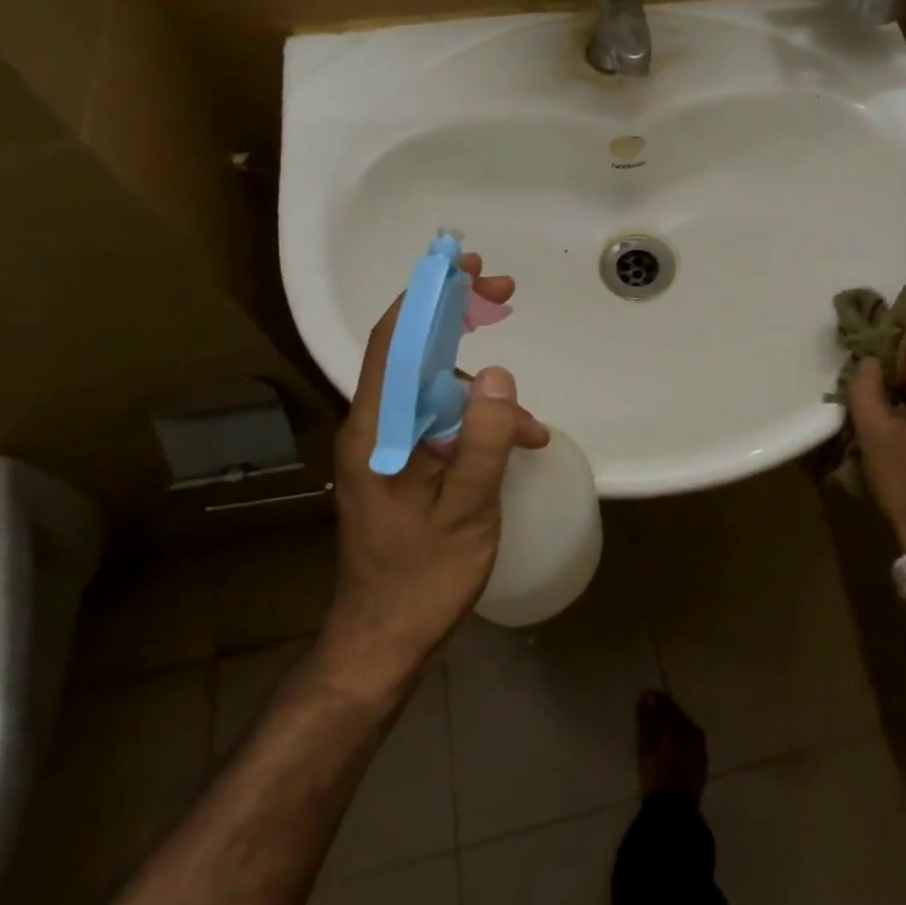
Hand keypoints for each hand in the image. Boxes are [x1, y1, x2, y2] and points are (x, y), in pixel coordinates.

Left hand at [319, 254, 549, 698]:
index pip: (394, 342)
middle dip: (455, 317)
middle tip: (501, 292)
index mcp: (378, 431)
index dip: (426, 295)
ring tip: (531, 425)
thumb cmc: (423, 577)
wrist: (383, 638)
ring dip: (481, 392)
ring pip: (434, 390)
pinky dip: (479, 423)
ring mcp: (387, 447)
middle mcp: (374, 428)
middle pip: (412, 352)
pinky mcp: (403, 465)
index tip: (463, 266)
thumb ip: (484, 441)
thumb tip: (501, 375)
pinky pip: (442, 423)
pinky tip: (518, 445)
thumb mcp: (467, 509)